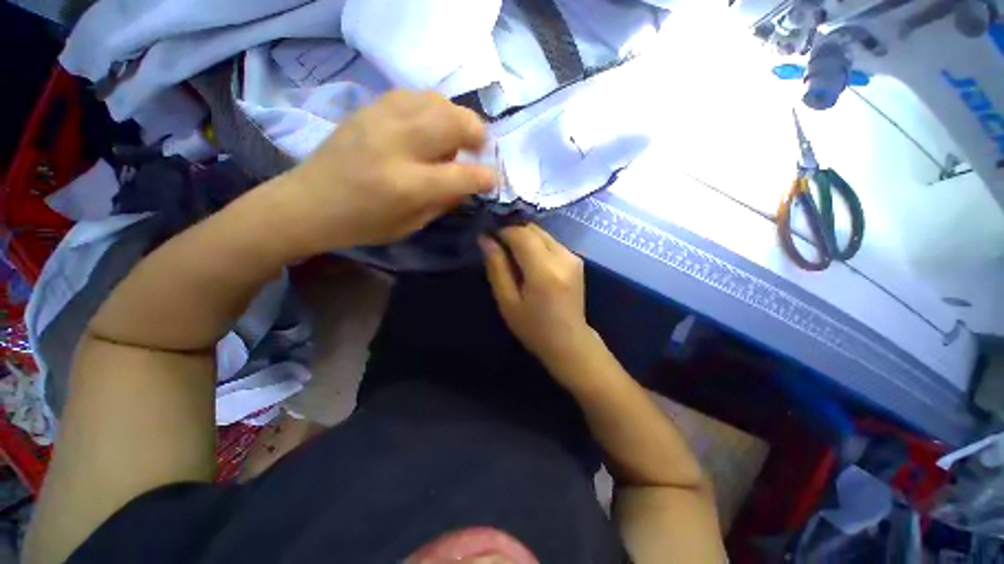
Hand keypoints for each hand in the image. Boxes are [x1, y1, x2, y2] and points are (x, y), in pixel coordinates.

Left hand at [280, 90, 494, 252]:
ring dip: (456, 117)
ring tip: (457, 135)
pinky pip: (413, 94)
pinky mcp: (369, 108)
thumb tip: (467, 183)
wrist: (309, 201)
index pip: (462, 175)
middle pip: (453, 123)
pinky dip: (432, 106)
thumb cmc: (363, 224)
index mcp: (408, 186)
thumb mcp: (410, 225)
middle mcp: (398, 146)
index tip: (493, 179)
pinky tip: (431, 123)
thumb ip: (443, 202)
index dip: (485, 177)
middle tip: (479, 148)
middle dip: (478, 134)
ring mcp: (381, 120)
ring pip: (436, 101)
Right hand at [480, 224, 595, 366]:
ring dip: (525, 239)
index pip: (520, 234)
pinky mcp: (576, 259)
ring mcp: (573, 256)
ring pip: (542, 233)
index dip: (502, 232)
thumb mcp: (507, 302)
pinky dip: (536, 245)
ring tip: (514, 258)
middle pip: (532, 229)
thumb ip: (496, 267)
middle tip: (499, 250)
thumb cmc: (533, 327)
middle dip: (513, 233)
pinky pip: (551, 241)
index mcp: (544, 271)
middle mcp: (562, 257)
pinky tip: (530, 263)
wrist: (569, 341)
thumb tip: (485, 239)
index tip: (489, 240)